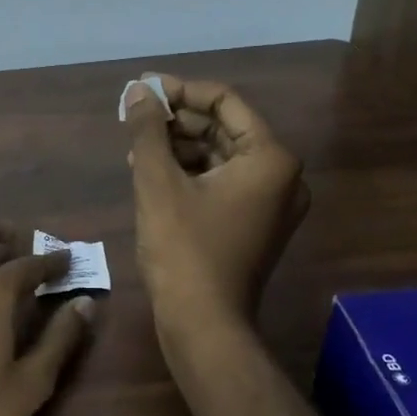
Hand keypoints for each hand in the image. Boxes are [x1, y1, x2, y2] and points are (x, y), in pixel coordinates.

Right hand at [122, 76, 309, 333]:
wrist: (204, 325)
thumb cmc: (183, 250)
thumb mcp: (158, 183)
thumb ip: (148, 131)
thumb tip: (137, 91)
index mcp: (270, 158)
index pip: (224, 102)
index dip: (180, 91)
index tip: (142, 90)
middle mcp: (282, 176)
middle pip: (224, 128)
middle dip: (177, 121)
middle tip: (134, 117)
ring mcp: (271, 203)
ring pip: (220, 156)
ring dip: (179, 147)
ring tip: (136, 147)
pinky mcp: (255, 224)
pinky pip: (222, 183)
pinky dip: (190, 174)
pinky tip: (152, 174)